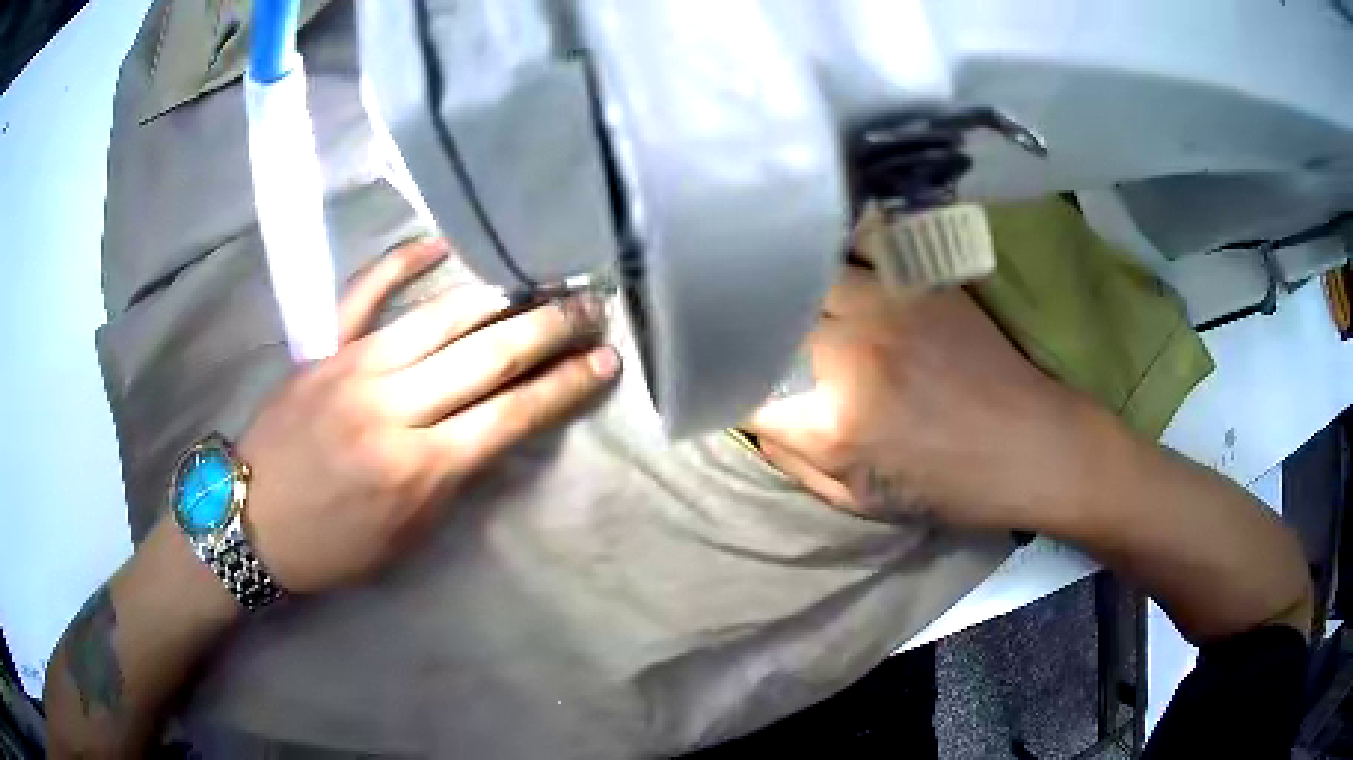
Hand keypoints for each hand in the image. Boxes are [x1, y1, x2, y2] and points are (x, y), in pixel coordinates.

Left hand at [239, 240, 620, 591]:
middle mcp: (393, 408)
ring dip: (499, 297)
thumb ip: (452, 482)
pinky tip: (436, 245)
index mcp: (418, 467)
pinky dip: (399, 264)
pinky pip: (362, 294)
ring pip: (440, 319)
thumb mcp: (406, 537)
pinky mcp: (323, 349)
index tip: (604, 361)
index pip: (510, 415)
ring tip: (540, 280)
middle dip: (548, 329)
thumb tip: (490, 430)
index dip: (565, 385)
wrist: (250, 521)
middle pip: (487, 357)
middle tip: (589, 306)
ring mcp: (354, 368)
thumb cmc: (332, 545)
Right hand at [744, 266, 1093, 532]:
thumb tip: (755, 423)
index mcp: (833, 425)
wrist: (1032, 445)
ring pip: (803, 278)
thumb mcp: (864, 504)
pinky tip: (824, 264)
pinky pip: (856, 252)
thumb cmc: (952, 487)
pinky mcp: (917, 283)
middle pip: (765, 325)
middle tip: (744, 337)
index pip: (742, 393)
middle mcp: (849, 356)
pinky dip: (832, 260)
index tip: (723, 386)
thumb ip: (797, 464)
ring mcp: (885, 309)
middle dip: (747, 336)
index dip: (722, 391)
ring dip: (787, 293)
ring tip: (781, 297)